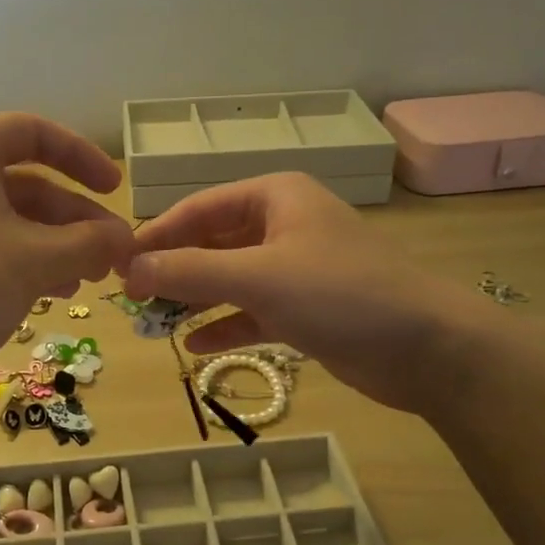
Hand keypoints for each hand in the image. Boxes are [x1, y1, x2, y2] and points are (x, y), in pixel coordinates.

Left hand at [0, 113, 134, 380]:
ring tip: (90, 279)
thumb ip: (90, 243)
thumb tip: (127, 240)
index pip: (34, 132)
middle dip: (75, 219)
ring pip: (10, 220)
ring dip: (56, 245)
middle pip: (27, 183)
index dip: (82, 157)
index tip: (116, 190)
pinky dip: (25, 262)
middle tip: (113, 254)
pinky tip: (53, 293)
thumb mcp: (36, 261)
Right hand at [123, 173, 494, 413]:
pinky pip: (252, 311)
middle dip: (174, 270)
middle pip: (212, 243)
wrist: (427, 347)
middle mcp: (284, 225)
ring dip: (194, 300)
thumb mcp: (257, 277)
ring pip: (230, 279)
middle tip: (131, 298)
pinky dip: (225, 325)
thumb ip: (190, 271)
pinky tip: (195, 347)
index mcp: (275, 197)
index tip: (118, 263)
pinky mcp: (307, 308)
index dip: (156, 234)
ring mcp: (296, 269)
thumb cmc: (340, 294)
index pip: (199, 208)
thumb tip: (130, 269)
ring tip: (154, 325)